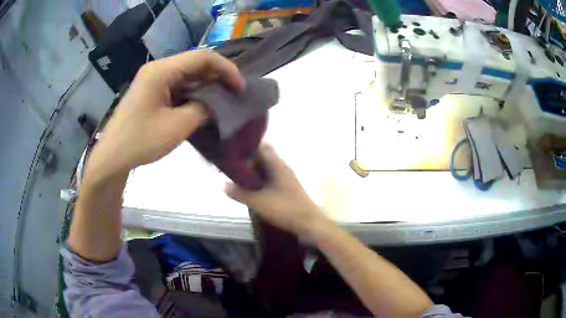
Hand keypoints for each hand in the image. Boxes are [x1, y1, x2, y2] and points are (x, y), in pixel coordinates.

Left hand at [85, 50, 245, 182]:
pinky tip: (203, 105)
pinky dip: (193, 94)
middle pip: (195, 63)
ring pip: (187, 75)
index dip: (226, 69)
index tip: (240, 88)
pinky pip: (178, 86)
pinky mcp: (152, 92)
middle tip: (234, 94)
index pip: (202, 57)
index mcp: (162, 70)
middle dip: (218, 77)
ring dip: (206, 86)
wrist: (112, 157)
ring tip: (223, 101)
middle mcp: (158, 69)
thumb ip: (203, 109)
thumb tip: (217, 103)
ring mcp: (153, 80)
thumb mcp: (177, 126)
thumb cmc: (141, 141)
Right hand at [225, 144, 329, 237]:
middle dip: (248, 161)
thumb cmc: (285, 209)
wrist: (309, 223)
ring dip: (254, 172)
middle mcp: (283, 167)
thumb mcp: (259, 202)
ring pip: (267, 169)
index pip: (260, 148)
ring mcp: (287, 178)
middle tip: (232, 167)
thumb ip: (240, 194)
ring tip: (238, 178)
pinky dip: (261, 180)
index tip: (232, 154)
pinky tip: (253, 189)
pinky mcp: (288, 188)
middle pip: (263, 157)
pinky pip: (271, 178)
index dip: (246, 149)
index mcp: (277, 165)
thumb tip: (223, 185)